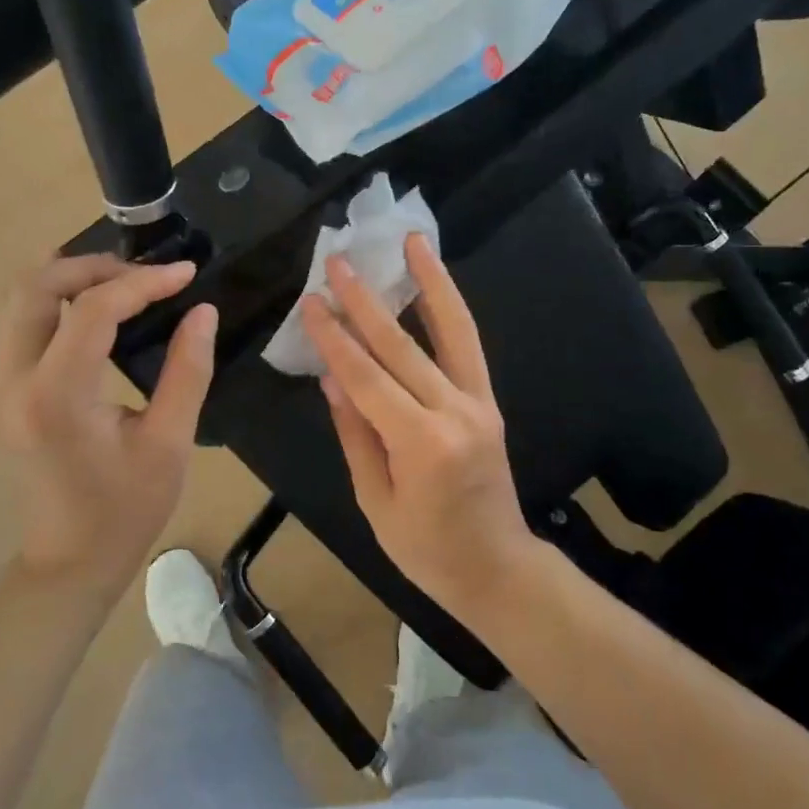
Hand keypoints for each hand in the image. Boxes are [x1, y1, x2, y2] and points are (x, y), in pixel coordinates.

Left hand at [0, 254, 217, 598]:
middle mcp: (14, 381)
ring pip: (16, 300)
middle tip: (145, 275)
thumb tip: (202, 312)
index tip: (186, 275)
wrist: (71, 561)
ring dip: (67, 278)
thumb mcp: (170, 442)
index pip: (94, 311)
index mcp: (58, 396)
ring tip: (120, 283)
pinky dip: (52, 300)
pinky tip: (91, 310)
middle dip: (93, 267)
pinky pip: (15, 322)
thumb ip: (189, 371)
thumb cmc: (126, 509)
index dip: (143, 283)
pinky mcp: (2, 391)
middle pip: (35, 288)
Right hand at [302, 234, 536, 616]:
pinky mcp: (489, 401)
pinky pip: (469, 345)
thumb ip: (355, 434)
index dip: (336, 339)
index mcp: (421, 445)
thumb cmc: (426, 550)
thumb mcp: (375, 501)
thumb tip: (332, 377)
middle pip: (403, 345)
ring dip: (429, 281)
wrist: (497, 567)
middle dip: (365, 301)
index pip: (368, 378)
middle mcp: (455, 412)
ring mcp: (479, 402)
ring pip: (452, 330)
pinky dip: (451, 309)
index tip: (311, 303)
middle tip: (338, 262)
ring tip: (413, 242)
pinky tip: (434, 283)